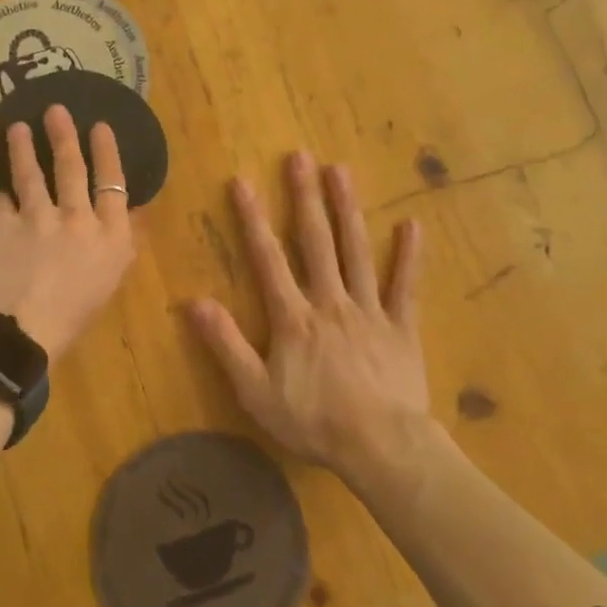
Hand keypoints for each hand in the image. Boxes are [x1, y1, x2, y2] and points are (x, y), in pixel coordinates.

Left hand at [0, 105, 135, 356]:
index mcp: (111, 239)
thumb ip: (118, 243)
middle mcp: (78, 219)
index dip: (107, 152)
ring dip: (23, 146)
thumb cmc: (66, 324)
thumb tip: (128, 212)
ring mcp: (37, 216)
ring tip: (17, 128)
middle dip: (64, 134)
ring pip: (31, 171)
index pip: (114, 183)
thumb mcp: (106, 285)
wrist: (12, 344)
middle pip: (72, 166)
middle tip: (56, 109)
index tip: (100, 127)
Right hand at [188, 153, 428, 476]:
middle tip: (300, 157)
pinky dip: (409, 256)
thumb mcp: (256, 393)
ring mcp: (369, 310)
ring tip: (341, 171)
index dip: (253, 219)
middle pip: (316, 241)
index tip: (243, 181)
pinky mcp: (401, 326)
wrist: (382, 450)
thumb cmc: (314, 422)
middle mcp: (330, 301)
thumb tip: (194, 302)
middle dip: (305, 197)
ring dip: (347, 210)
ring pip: (357, 251)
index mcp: (294, 317)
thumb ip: (227, 345)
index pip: (268, 258)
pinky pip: (405, 287)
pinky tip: (412, 224)